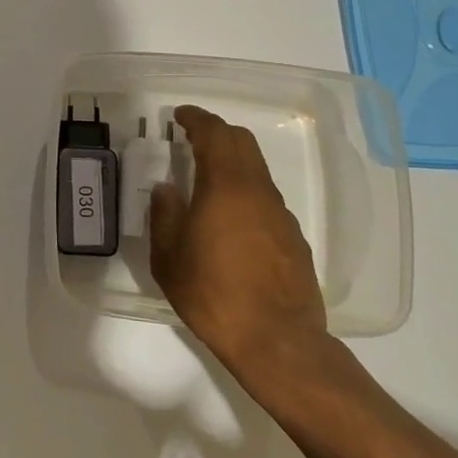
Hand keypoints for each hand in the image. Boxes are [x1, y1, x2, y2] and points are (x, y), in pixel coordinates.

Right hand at [149, 105, 327, 378]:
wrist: (277, 342)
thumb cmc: (213, 295)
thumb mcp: (169, 258)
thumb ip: (165, 215)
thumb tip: (166, 189)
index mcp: (225, 187)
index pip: (214, 134)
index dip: (196, 119)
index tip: (179, 115)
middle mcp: (257, 191)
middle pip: (242, 143)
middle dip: (217, 132)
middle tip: (192, 137)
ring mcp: (280, 214)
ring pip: (256, 170)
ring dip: (232, 161)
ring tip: (207, 177)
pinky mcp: (292, 238)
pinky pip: (265, 198)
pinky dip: (246, 190)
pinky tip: (231, 218)